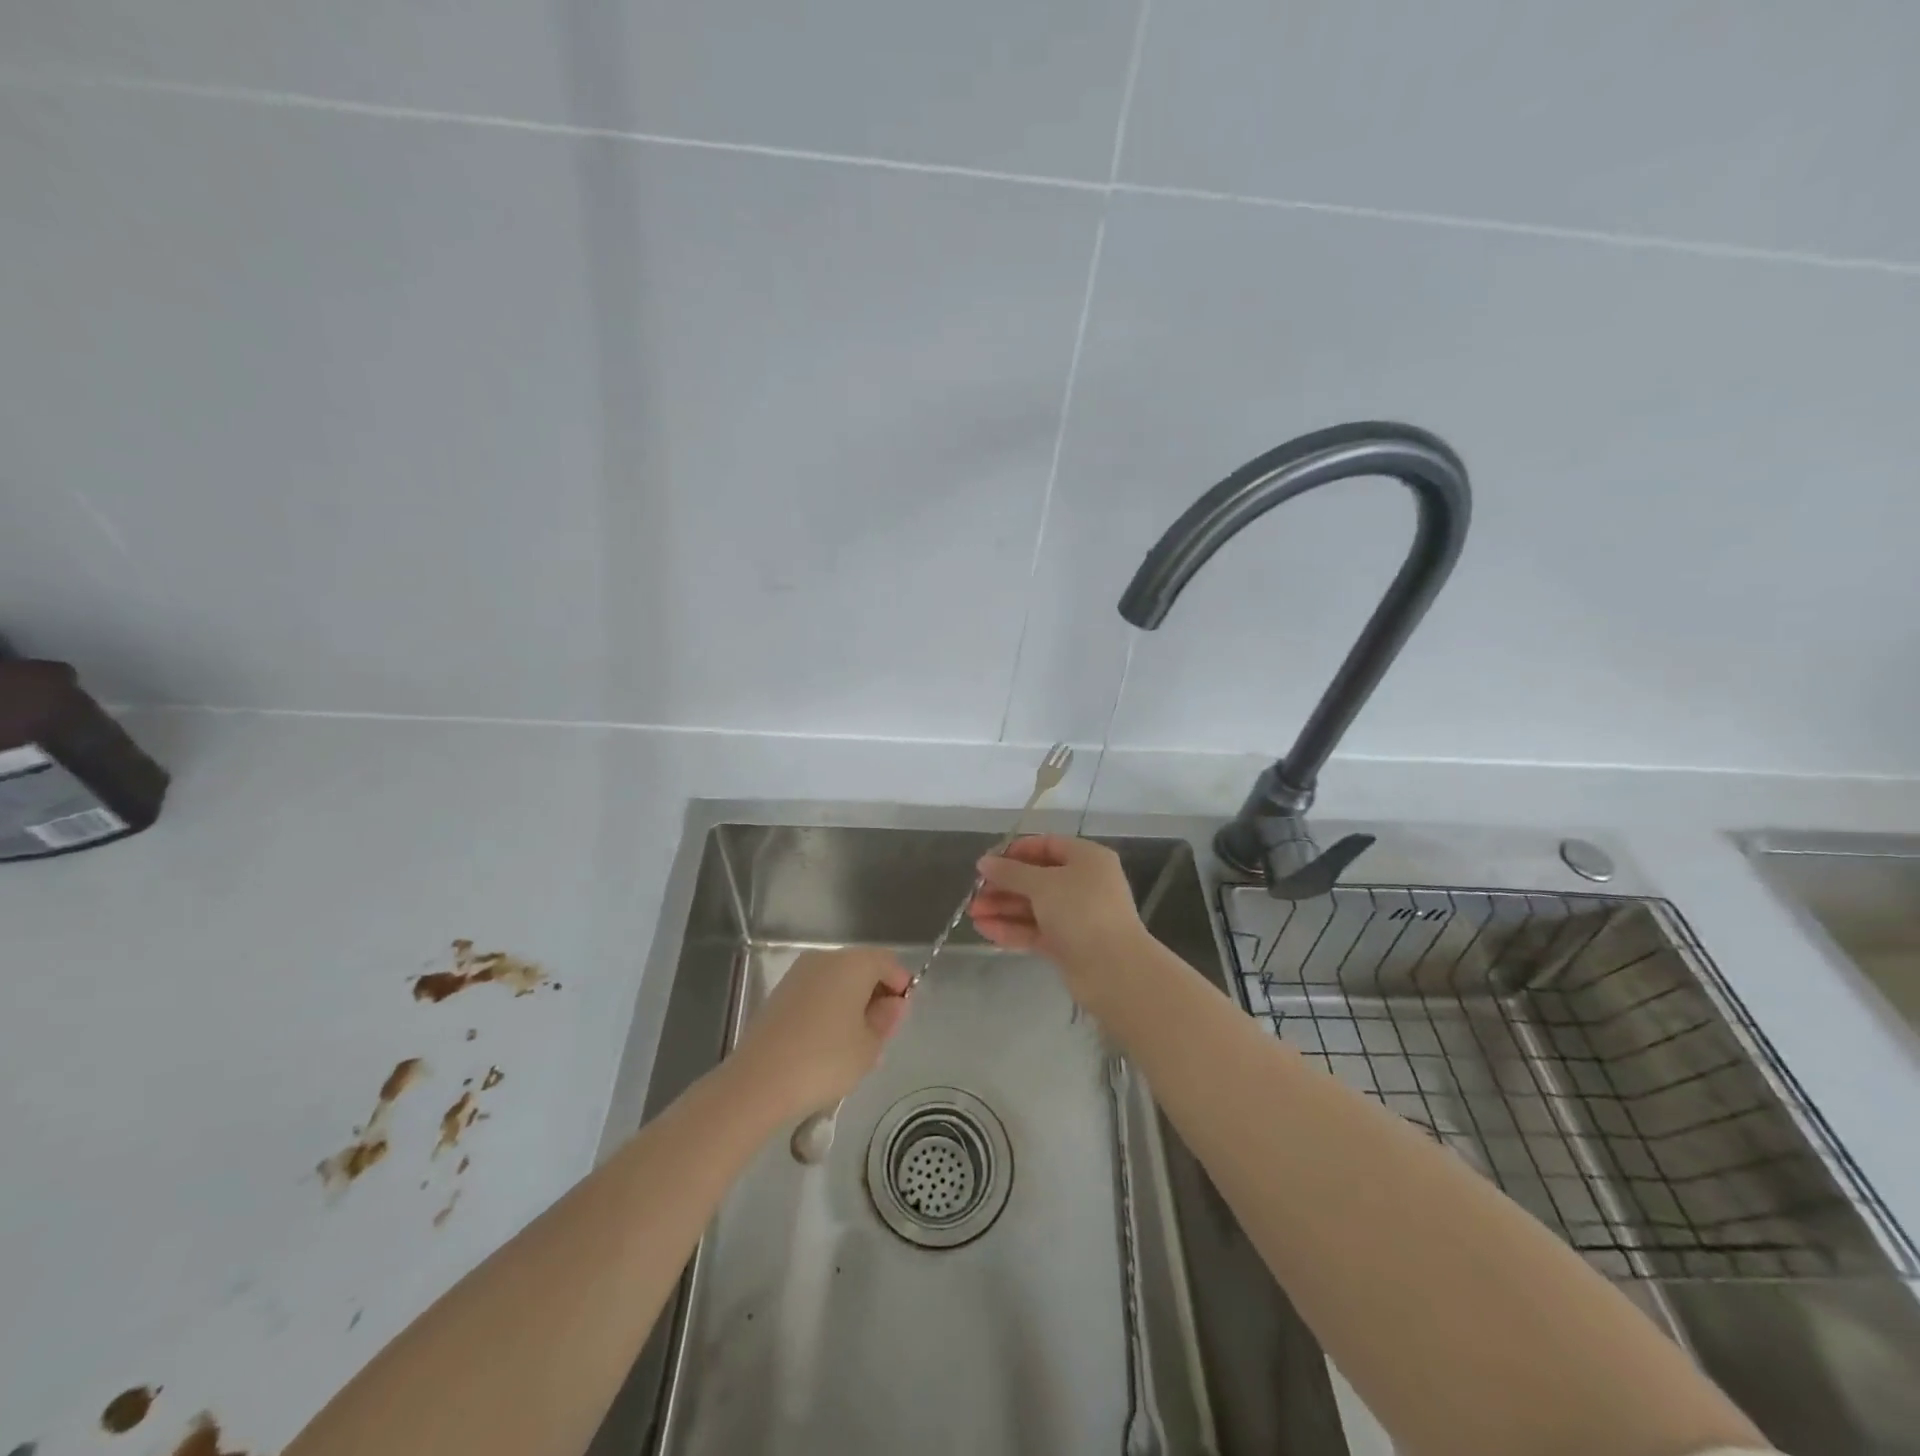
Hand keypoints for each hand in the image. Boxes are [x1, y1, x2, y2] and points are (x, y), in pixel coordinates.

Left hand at [729, 948, 910, 1116]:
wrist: (758, 1081)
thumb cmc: (825, 1060)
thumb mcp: (869, 1046)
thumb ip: (887, 1019)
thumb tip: (893, 1003)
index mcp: (853, 963)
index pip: (888, 963)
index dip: (901, 987)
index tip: (901, 1018)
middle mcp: (825, 958)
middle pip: (862, 968)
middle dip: (876, 995)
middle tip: (881, 1034)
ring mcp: (798, 974)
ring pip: (838, 981)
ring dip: (851, 1003)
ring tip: (854, 1044)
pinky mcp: (780, 993)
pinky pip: (816, 993)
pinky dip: (828, 1009)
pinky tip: (827, 1044)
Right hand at [969, 835, 1147, 1005]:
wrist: (1113, 970)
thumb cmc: (1081, 912)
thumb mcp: (1043, 884)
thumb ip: (1010, 872)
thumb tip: (984, 861)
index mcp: (1086, 859)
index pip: (1046, 845)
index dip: (1015, 852)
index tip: (987, 862)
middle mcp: (1083, 883)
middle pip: (1037, 878)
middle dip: (1004, 885)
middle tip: (974, 893)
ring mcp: (1076, 916)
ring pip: (1033, 906)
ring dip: (1003, 908)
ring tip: (972, 913)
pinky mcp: (1068, 944)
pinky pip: (1035, 930)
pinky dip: (1011, 928)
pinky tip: (984, 929)